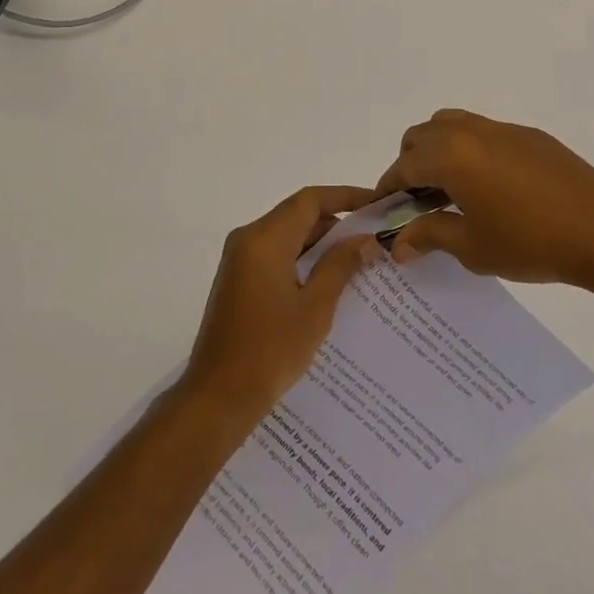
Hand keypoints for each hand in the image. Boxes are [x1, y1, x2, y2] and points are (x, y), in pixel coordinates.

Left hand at [179, 186, 384, 420]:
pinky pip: (274, 253)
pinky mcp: (237, 278)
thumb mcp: (315, 308)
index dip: (345, 196)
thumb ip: (339, 266)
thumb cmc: (270, 351)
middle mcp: (247, 239)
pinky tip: (328, 278)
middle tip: (373, 235)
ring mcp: (239, 259)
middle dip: (335, 221)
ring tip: (358, 256)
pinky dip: (301, 257)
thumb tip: (365, 240)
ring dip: (319, 241)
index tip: (375, 204)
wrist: (218, 396)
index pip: (309, 200)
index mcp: (265, 239)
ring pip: (286, 234)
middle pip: (296, 215)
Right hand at [378, 109, 593, 292]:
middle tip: (417, 201)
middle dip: (410, 164)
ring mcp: (502, 129)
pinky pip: (484, 132)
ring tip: (450, 189)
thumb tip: (398, 243)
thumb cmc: (531, 242)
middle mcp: (470, 132)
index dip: (388, 188)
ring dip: (438, 149)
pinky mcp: (529, 135)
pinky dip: (469, 149)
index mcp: (451, 156)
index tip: (384, 211)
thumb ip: (429, 236)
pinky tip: (489, 186)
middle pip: (422, 136)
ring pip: (452, 124)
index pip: (403, 165)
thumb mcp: (472, 247)